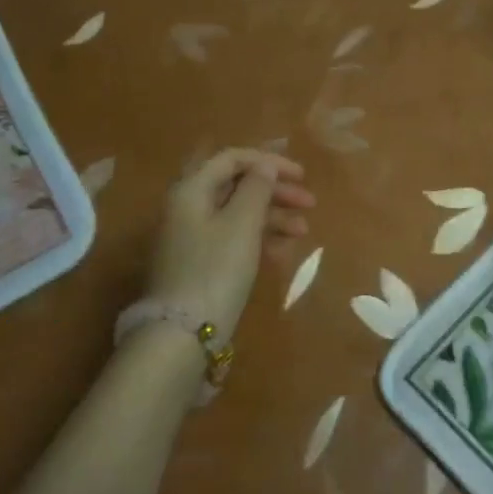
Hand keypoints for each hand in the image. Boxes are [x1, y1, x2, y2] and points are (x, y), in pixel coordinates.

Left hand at [148, 149, 315, 340]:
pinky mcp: (200, 263)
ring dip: (272, 217)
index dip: (268, 162)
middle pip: (236, 186)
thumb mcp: (242, 224)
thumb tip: (265, 166)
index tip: (301, 175)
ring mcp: (192, 238)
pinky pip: (233, 238)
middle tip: (310, 203)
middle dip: (275, 191)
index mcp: (191, 190)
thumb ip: (257, 188)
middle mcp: (188, 208)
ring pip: (238, 214)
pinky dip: (259, 238)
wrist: (182, 335)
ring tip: (303, 230)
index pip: (232, 159)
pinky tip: (284, 251)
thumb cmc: (215, 269)